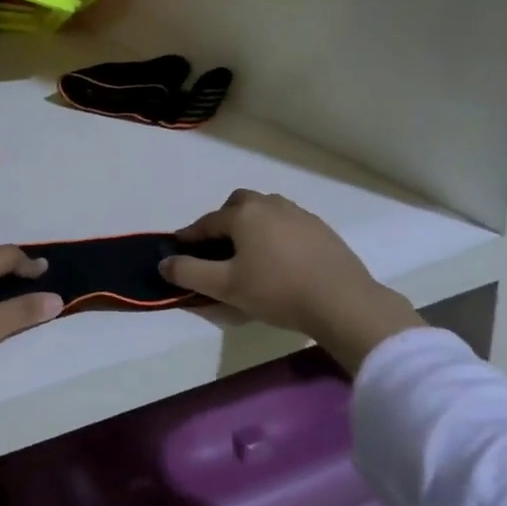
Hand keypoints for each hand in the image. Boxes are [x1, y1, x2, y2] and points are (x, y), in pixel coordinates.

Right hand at [158, 190, 421, 370]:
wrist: (342, 301)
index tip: (178, 248)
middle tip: (218, 248)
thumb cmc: (277, 290)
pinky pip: (288, 223)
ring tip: (250, 252)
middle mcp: (270, 204)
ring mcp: (299, 214)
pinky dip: (276, 234)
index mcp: (244, 214)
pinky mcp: (321, 229)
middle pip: (238, 204)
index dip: (190, 236)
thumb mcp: (226, 286)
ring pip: (266, 210)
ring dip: (252, 225)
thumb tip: (164, 263)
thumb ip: (190, 272)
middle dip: (223, 221)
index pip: (207, 222)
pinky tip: (281, 259)